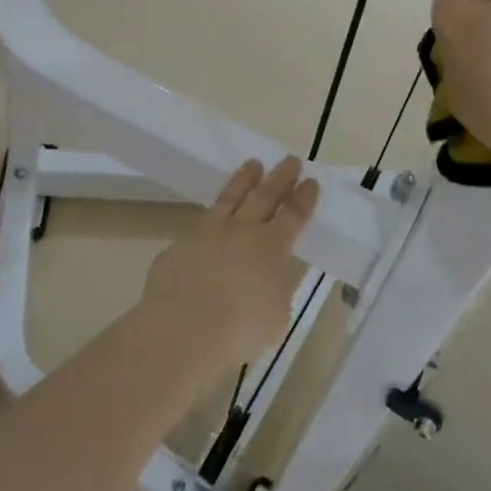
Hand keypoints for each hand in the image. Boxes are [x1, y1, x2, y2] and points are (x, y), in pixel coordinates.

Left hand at [140, 157, 317, 365]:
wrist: (182, 329)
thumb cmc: (240, 330)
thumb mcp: (275, 315)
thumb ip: (276, 289)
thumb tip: (272, 277)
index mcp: (271, 247)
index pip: (293, 215)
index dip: (304, 198)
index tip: (311, 181)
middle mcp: (241, 231)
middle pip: (265, 196)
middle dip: (281, 177)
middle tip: (290, 160)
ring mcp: (207, 233)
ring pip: (230, 198)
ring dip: (244, 179)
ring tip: (253, 164)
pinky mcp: (180, 245)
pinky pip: (200, 223)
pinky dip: (212, 216)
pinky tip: (212, 218)